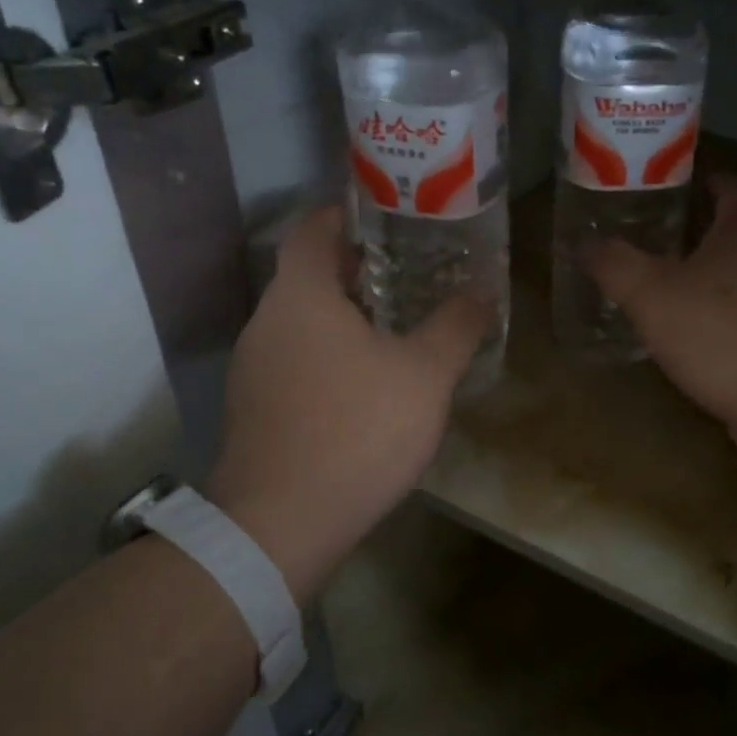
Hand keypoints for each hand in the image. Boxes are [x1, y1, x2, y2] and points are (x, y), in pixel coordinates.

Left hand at [208, 206, 489, 602]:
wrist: (281, 523)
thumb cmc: (357, 428)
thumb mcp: (425, 374)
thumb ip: (456, 326)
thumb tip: (484, 291)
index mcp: (301, 296)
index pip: (311, 228)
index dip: (343, 212)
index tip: (381, 212)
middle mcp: (266, 321)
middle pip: (306, 275)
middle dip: (353, 268)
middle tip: (405, 270)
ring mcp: (252, 367)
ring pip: (300, 321)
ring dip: (341, 314)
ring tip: (392, 325)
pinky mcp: (253, 408)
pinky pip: (293, 359)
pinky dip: (326, 353)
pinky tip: (364, 382)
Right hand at [586, 175, 736, 471]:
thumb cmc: (723, 334)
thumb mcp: (653, 295)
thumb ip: (615, 265)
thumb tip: (582, 241)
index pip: (735, 185)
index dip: (706, 179)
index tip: (674, 185)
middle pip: (735, 231)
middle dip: (695, 231)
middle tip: (650, 237)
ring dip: (704, 277)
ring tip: (658, 285)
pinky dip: (715, 316)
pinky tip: (684, 334)